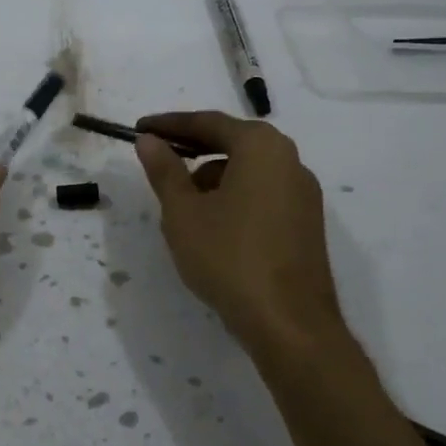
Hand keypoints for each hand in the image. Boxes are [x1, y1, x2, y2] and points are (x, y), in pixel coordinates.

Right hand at [135, 111, 347, 360]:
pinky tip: (212, 227)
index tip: (139, 129)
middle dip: (191, 150)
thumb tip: (148, 140)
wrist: (289, 323)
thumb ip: (164, 170)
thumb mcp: (183, 212)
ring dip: (212, 178)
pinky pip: (262, 194)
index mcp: (261, 147)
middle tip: (157, 161)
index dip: (169, 125)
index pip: (208, 122)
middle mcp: (289, 160)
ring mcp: (303, 194)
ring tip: (180, 206)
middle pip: (232, 142)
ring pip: (247, 171)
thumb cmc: (229, 257)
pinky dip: (233, 198)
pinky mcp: (306, 223)